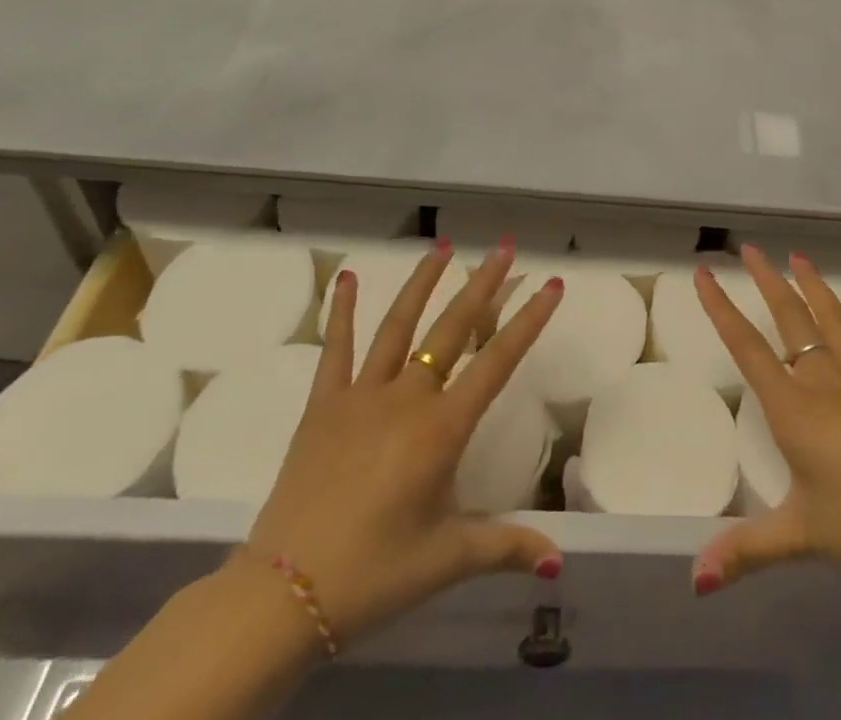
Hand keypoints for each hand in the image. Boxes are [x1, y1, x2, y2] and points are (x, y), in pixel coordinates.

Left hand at [240, 241, 566, 646]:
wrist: (283, 595)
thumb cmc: (374, 574)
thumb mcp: (446, 560)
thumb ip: (504, 547)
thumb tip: (557, 558)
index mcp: (442, 429)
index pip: (498, 361)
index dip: (529, 320)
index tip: (552, 283)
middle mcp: (407, 398)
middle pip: (452, 329)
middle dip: (482, 285)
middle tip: (504, 248)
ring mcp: (361, 396)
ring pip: (399, 325)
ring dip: (423, 282)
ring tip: (442, 245)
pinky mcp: (322, 405)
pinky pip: (336, 349)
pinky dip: (343, 311)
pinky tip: (349, 277)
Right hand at [691, 245, 840, 599]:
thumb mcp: (801, 536)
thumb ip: (747, 550)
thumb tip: (695, 580)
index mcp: (793, 407)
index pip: (747, 346)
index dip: (721, 308)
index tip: (704, 272)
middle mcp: (823, 380)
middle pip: (789, 318)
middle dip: (767, 280)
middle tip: (750, 248)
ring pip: (830, 319)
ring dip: (812, 286)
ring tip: (798, 256)